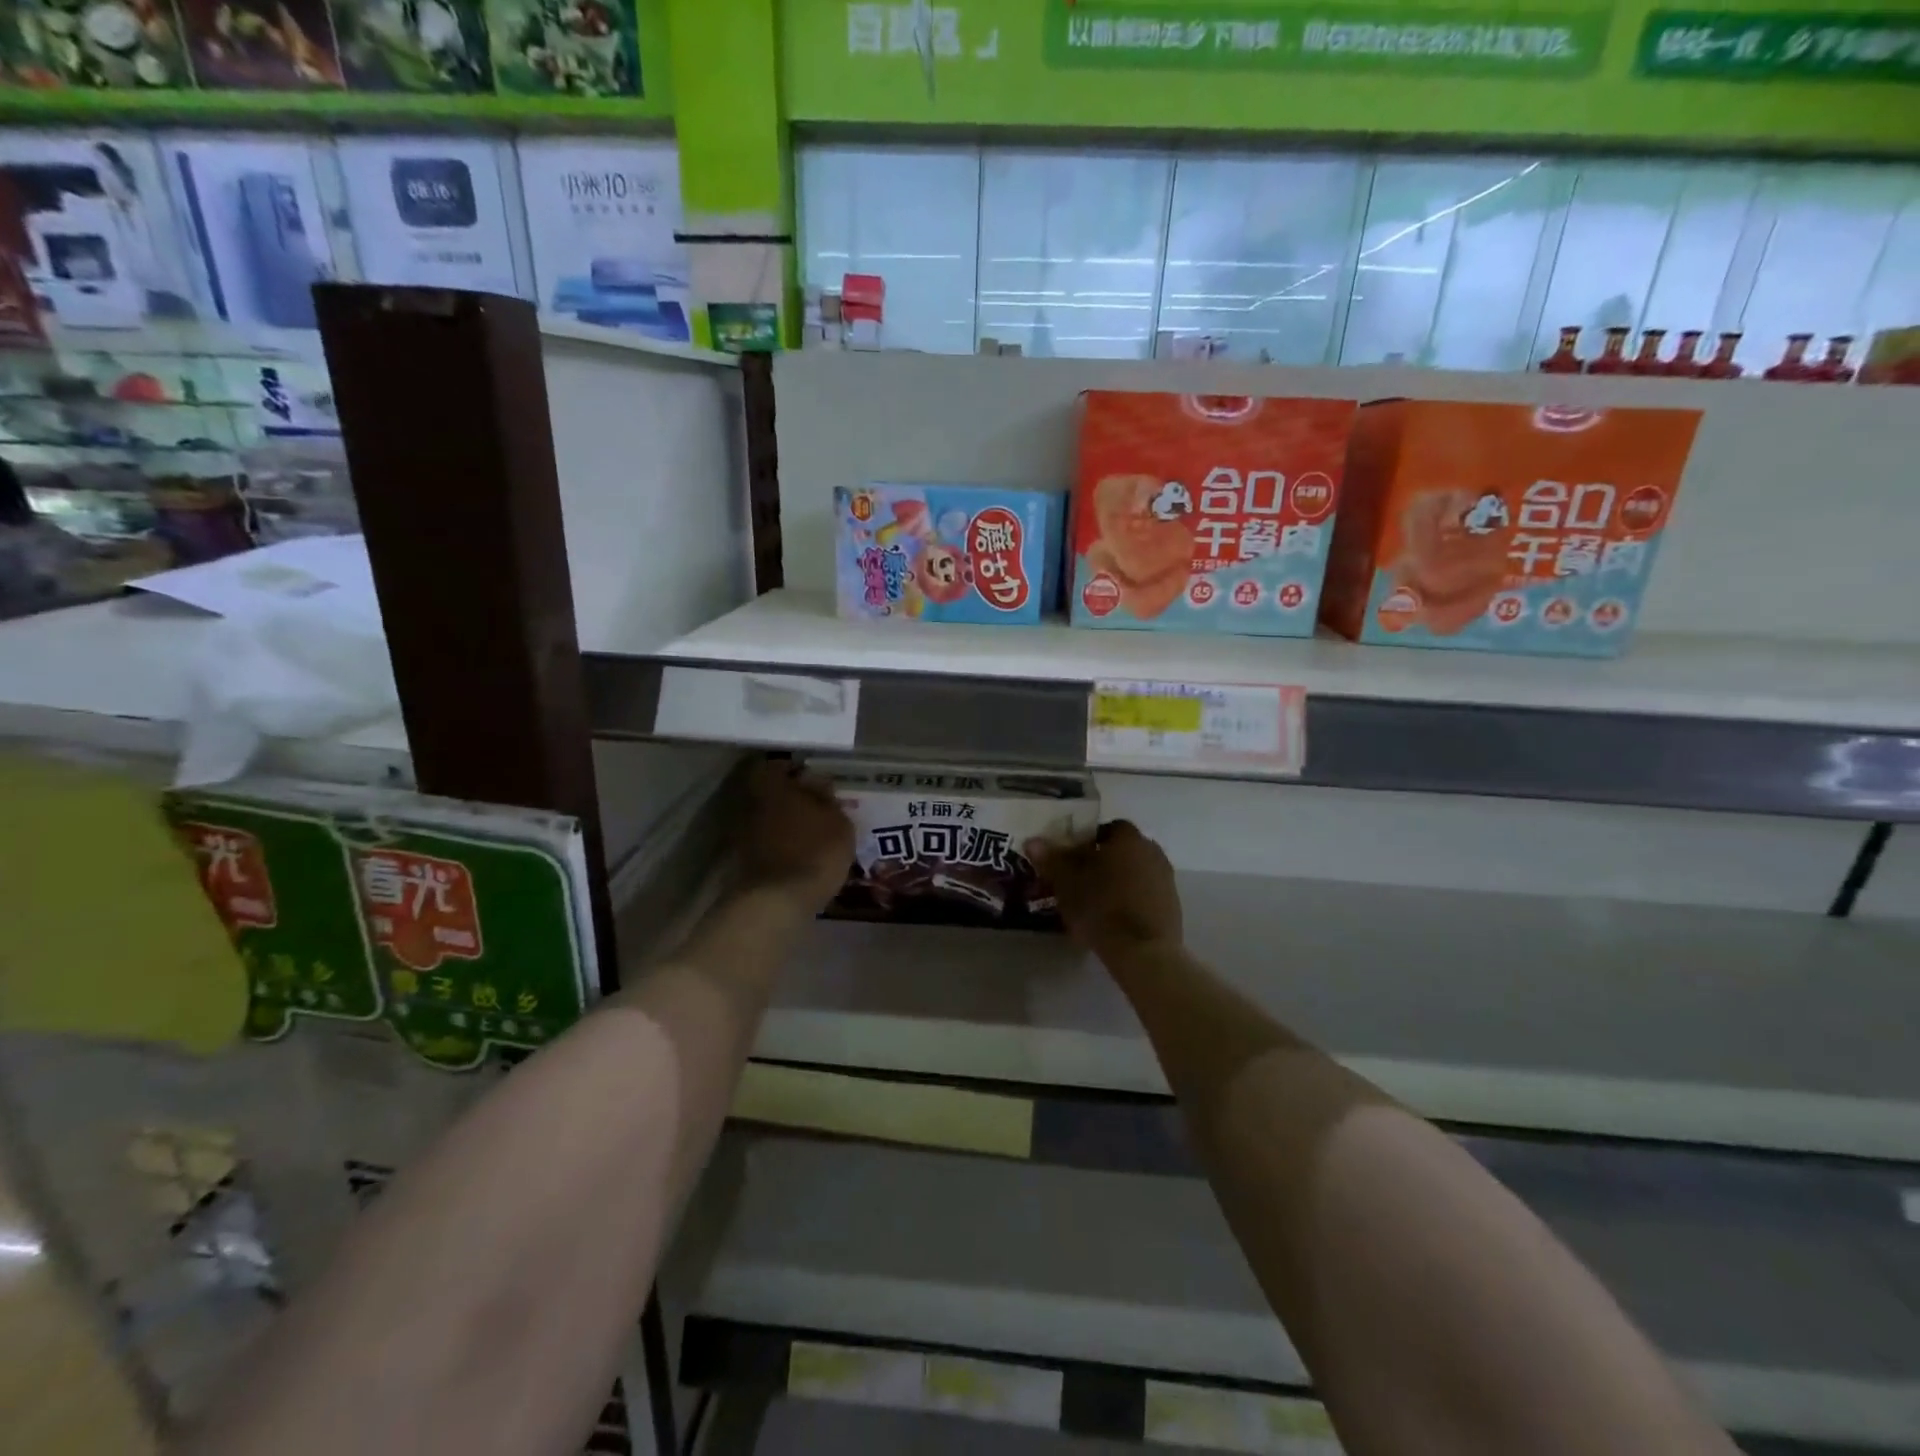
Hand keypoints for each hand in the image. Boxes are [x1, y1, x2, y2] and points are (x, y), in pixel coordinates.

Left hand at [739, 759, 854, 911]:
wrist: (778, 901)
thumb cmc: (815, 850)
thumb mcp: (838, 821)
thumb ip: (827, 798)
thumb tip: (817, 784)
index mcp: (770, 786)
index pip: (776, 765)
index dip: (794, 770)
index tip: (814, 780)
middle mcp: (749, 804)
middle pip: (769, 792)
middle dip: (789, 797)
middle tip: (815, 807)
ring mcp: (742, 834)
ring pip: (766, 818)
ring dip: (784, 822)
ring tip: (811, 833)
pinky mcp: (742, 861)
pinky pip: (764, 842)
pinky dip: (779, 844)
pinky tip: (800, 853)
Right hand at [1026, 820, 1181, 957]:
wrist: (1143, 951)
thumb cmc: (1100, 908)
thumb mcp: (1067, 883)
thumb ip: (1051, 859)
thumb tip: (1033, 841)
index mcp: (1127, 838)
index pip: (1107, 828)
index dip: (1088, 841)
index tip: (1073, 859)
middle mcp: (1151, 851)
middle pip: (1123, 850)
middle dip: (1104, 861)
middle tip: (1082, 880)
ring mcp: (1166, 878)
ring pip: (1135, 871)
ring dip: (1119, 880)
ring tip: (1097, 901)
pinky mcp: (1173, 904)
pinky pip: (1147, 892)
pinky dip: (1132, 899)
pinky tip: (1116, 917)